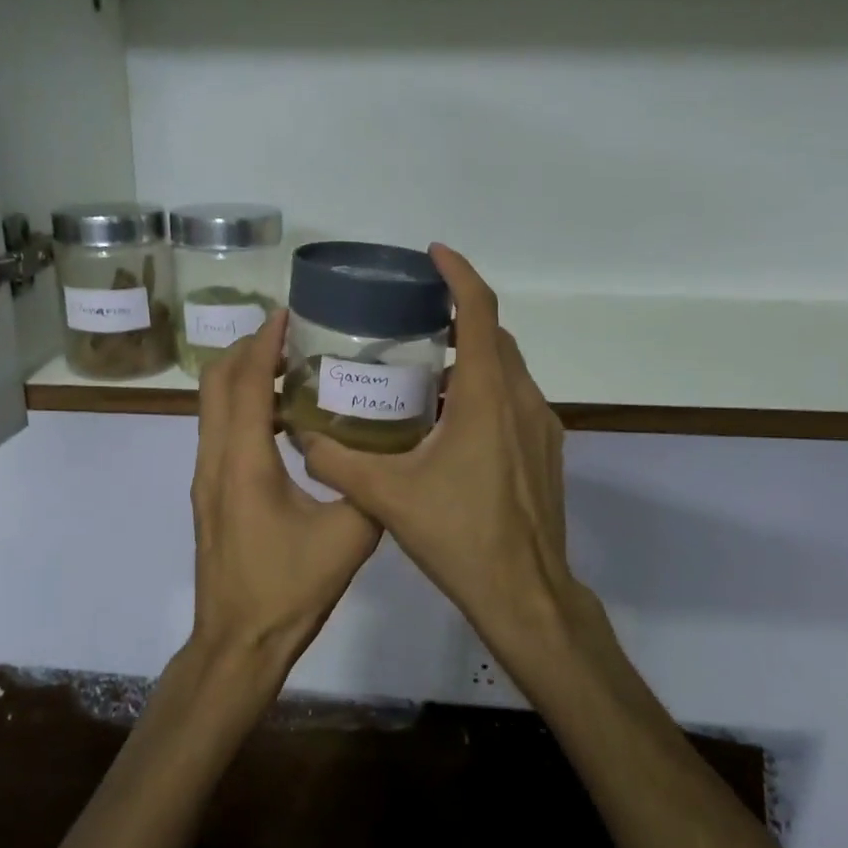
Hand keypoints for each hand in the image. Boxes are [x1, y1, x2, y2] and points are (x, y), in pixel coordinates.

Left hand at [189, 309, 382, 674]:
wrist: (237, 642)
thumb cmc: (289, 589)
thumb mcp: (348, 537)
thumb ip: (368, 487)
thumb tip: (390, 452)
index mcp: (244, 461)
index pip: (247, 383)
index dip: (263, 343)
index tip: (286, 312)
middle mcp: (215, 459)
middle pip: (216, 383)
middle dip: (247, 350)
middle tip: (290, 335)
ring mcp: (206, 477)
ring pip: (212, 406)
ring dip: (243, 378)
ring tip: (291, 367)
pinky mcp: (210, 494)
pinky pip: (219, 430)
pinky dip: (243, 407)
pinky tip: (284, 420)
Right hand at [299, 245, 585, 665]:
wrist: (525, 593)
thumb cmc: (459, 536)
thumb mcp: (387, 497)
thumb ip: (337, 463)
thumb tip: (301, 438)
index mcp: (485, 397)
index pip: (479, 311)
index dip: (458, 274)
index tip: (433, 254)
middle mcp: (521, 399)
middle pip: (494, 335)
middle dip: (458, 314)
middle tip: (413, 316)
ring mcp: (542, 425)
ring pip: (507, 368)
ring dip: (471, 355)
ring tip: (423, 366)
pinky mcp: (547, 449)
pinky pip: (515, 398)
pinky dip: (485, 388)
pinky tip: (450, 419)